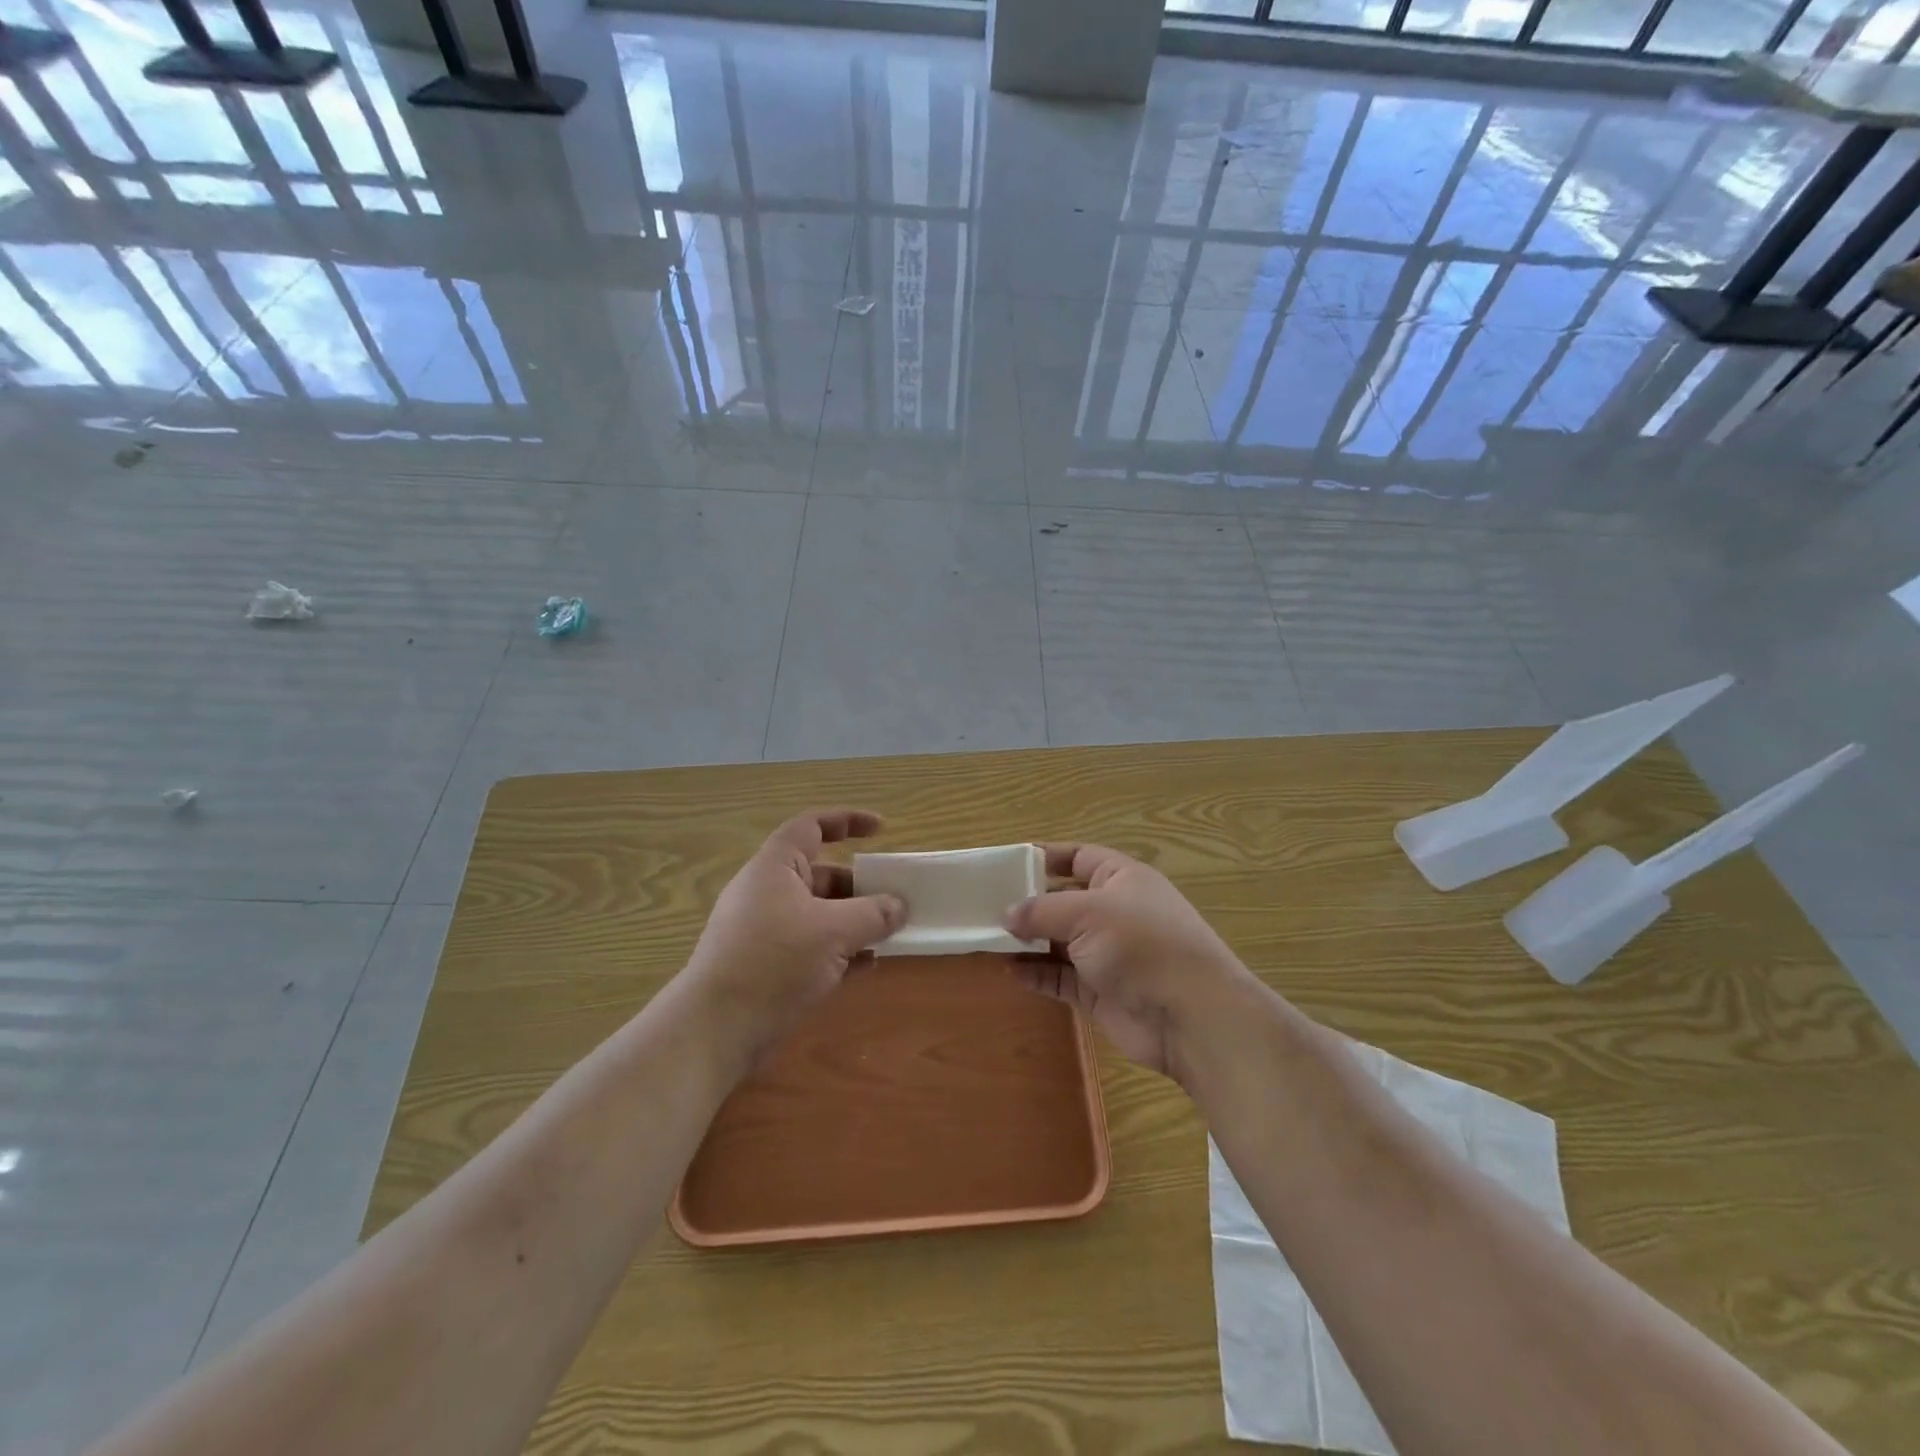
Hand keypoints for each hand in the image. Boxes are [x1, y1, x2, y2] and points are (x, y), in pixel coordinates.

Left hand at [682, 809, 906, 1063]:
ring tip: (890, 934)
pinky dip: (840, 951)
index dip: (847, 820)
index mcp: (775, 867)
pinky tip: (867, 966)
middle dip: (861, 885)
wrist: (715, 1030)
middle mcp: (769, 892)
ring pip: (820, 914)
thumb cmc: (774, 962)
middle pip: (822, 874)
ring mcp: (767, 931)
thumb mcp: (834, 931)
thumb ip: (873, 914)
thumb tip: (900, 906)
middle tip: (896, 898)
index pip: (811, 826)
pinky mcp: (769, 966)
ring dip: (855, 922)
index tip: (882, 829)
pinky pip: (813, 946)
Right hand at [1005, 843, 1249, 1079]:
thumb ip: (1042, 910)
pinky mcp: (1100, 991)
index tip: (1007, 864)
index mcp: (1121, 879)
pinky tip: (1009, 971)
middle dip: (1029, 903)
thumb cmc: (1141, 945)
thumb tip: (1007, 914)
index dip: (1045, 857)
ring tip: (988, 939)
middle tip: (986, 906)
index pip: (1079, 857)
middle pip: (1064, 900)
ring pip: (1059, 941)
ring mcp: (1108, 954)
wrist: (1190, 1016)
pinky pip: (1061, 977)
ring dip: (1028, 941)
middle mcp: (1115, 912)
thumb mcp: (1088, 913)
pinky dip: (1037, 974)